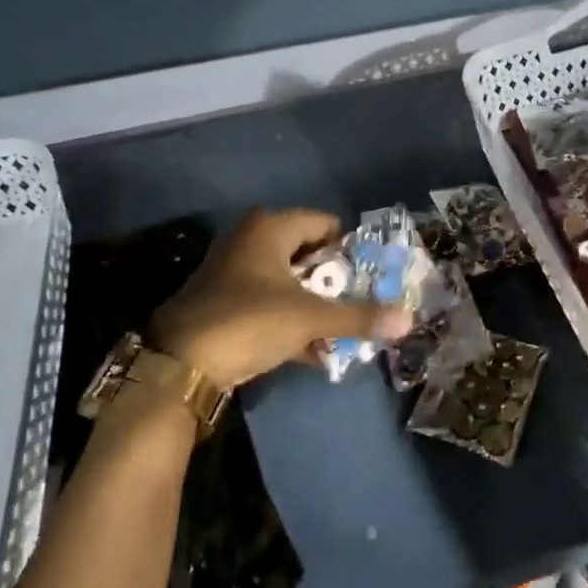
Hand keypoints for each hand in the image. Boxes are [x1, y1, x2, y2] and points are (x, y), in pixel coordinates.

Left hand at [149, 208, 413, 388]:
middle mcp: (249, 240)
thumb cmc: (249, 321)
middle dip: (333, 280)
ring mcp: (233, 272)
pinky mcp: (223, 302)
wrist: (179, 364)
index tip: (369, 275)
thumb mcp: (310, 318)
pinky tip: (312, 351)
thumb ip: (358, 317)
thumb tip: (408, 319)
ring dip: (313, 305)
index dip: (349, 247)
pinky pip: (269, 304)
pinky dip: (290, 321)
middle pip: (306, 253)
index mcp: (270, 228)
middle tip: (358, 303)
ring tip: (340, 330)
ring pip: (287, 282)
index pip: (324, 223)